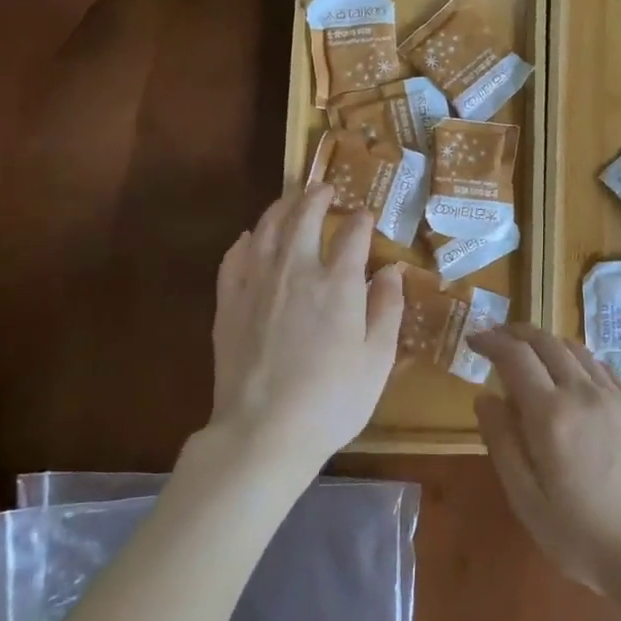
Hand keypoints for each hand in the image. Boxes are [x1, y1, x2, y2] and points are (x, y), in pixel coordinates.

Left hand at [209, 184, 404, 468]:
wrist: (264, 431)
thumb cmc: (333, 400)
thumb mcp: (378, 359)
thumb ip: (388, 309)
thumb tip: (393, 271)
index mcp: (339, 284)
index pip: (353, 235)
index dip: (362, 221)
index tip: (368, 215)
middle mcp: (296, 271)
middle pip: (303, 217)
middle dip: (316, 197)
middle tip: (324, 188)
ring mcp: (256, 285)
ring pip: (266, 230)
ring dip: (281, 208)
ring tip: (290, 200)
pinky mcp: (228, 304)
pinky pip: (233, 258)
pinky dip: (244, 242)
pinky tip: (249, 239)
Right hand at [470, 324, 620, 594]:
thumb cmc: (582, 536)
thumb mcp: (527, 500)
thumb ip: (502, 443)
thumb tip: (484, 397)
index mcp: (551, 415)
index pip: (515, 357)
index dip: (491, 342)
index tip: (474, 340)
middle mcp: (584, 394)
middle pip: (547, 343)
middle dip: (517, 333)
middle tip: (497, 338)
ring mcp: (617, 399)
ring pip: (578, 351)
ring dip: (548, 343)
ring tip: (531, 353)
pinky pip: (604, 368)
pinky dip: (579, 360)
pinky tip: (574, 375)